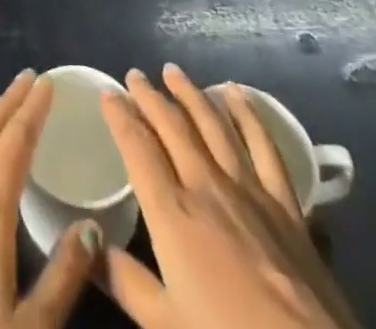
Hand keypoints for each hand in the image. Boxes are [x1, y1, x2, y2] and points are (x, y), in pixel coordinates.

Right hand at [99, 65, 361, 328]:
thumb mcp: (165, 326)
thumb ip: (125, 282)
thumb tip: (90, 245)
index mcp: (172, 213)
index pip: (138, 149)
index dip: (120, 117)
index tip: (107, 93)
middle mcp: (206, 186)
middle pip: (173, 127)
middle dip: (150, 97)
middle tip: (135, 75)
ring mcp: (248, 189)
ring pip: (213, 124)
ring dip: (191, 94)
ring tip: (174, 72)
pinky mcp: (285, 202)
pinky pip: (263, 144)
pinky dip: (248, 113)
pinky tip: (237, 93)